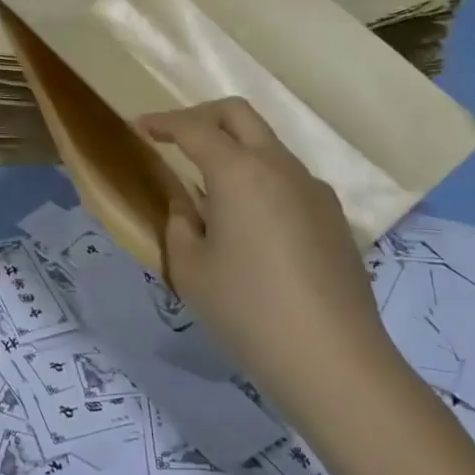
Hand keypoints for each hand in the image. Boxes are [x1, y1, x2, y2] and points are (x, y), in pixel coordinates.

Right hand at [138, 98, 392, 397]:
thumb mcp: (190, 269)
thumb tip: (189, 208)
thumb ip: (180, 225)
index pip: (194, 128)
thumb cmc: (247, 310)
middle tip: (175, 137)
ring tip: (211, 190)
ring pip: (268, 146)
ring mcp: (314, 190)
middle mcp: (280, 167)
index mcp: (239, 172)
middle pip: (239, 115)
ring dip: (235, 149)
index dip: (163, 122)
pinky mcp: (334, 218)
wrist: (333, 360)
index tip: (140, 127)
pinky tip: (251, 224)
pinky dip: (261, 180)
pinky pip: (289, 179)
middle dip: (202, 115)